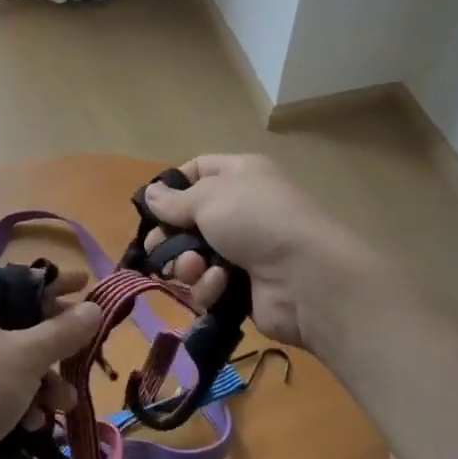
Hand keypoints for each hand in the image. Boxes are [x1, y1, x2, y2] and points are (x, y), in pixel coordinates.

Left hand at [0, 273, 102, 458]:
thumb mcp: (27, 356)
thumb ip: (64, 332)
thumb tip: (94, 308)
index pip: (19, 281)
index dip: (54, 284)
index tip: (87, 285)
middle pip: (19, 322)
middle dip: (55, 344)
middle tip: (84, 352)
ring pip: (12, 360)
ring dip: (43, 380)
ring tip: (65, 403)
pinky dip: (20, 401)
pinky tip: (34, 423)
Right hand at [142, 153, 366, 348]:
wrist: (307, 278)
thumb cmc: (256, 220)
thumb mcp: (208, 198)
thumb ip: (174, 200)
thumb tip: (150, 194)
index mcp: (241, 175)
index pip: (198, 170)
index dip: (173, 186)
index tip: (152, 206)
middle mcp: (242, 209)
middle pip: (190, 220)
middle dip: (170, 236)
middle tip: (156, 248)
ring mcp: (245, 251)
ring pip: (195, 256)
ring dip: (188, 264)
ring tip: (194, 268)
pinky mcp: (244, 288)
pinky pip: (211, 285)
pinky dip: (210, 286)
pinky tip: (220, 285)